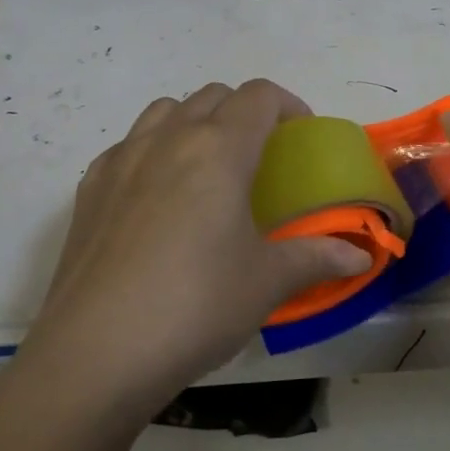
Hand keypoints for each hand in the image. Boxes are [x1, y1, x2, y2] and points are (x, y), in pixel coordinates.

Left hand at [18, 80, 370, 427]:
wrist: (94, 354)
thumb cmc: (195, 306)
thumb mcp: (266, 282)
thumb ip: (316, 258)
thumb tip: (360, 257)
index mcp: (218, 149)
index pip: (258, 96)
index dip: (288, 105)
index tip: (301, 134)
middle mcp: (168, 139)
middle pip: (212, 96)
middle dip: (244, 111)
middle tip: (261, 155)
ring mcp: (122, 159)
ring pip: (165, 110)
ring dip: (194, 121)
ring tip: (207, 168)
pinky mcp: (89, 189)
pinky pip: (128, 145)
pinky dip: (153, 150)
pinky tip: (156, 198)